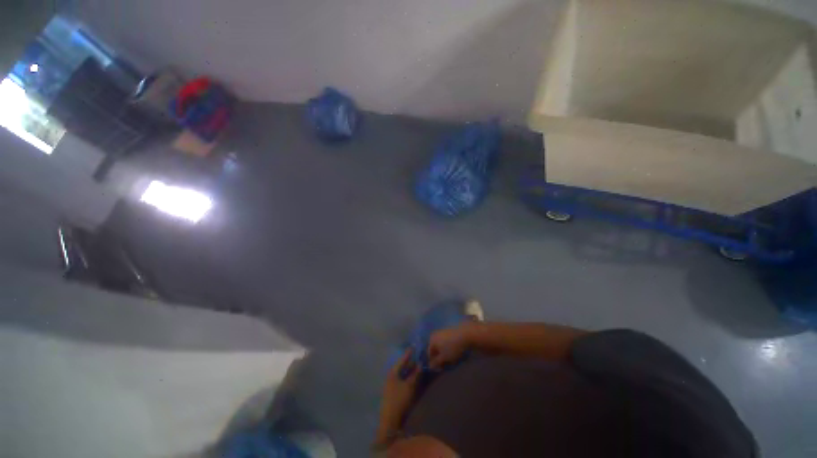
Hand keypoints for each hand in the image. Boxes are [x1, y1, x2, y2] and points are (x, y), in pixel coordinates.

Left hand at [376, 349, 420, 446]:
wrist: (390, 421)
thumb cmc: (399, 400)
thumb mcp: (409, 386)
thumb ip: (415, 374)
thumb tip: (420, 364)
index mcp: (392, 372)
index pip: (401, 360)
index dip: (408, 354)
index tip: (413, 347)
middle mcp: (390, 376)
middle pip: (400, 366)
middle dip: (409, 362)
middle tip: (417, 356)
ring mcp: (390, 384)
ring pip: (401, 373)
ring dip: (408, 370)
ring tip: (416, 366)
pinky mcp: (392, 392)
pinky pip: (400, 379)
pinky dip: (406, 377)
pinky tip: (411, 377)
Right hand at [428, 323, 474, 369]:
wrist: (465, 335)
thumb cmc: (452, 347)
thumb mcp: (444, 357)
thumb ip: (436, 362)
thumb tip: (429, 366)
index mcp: (431, 340)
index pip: (429, 354)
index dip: (434, 363)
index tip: (441, 369)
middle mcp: (435, 335)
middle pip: (435, 350)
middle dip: (440, 358)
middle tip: (447, 364)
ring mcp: (442, 332)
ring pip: (441, 347)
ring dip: (445, 354)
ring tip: (452, 359)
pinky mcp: (449, 332)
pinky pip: (446, 343)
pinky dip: (449, 349)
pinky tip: (455, 352)